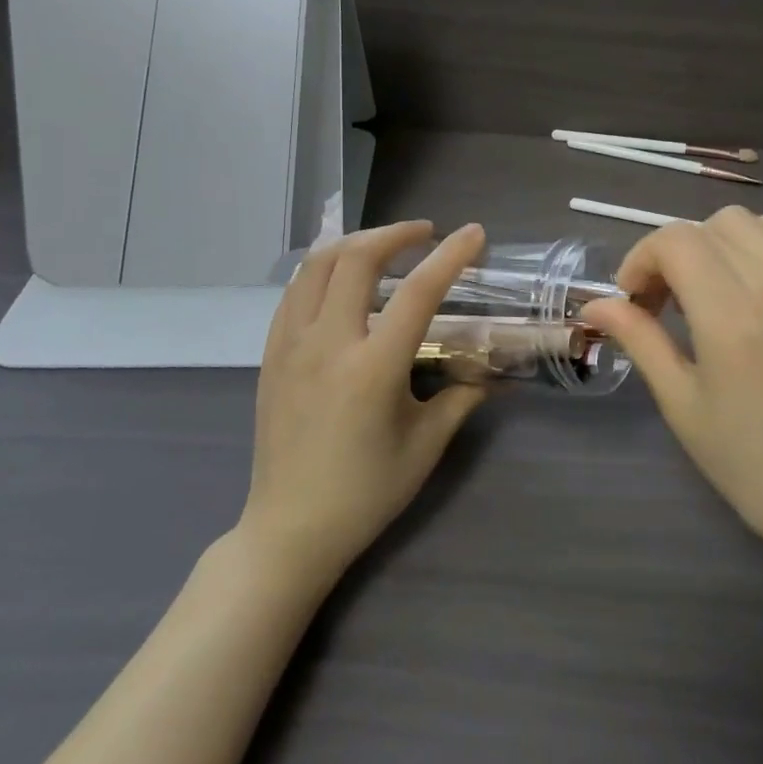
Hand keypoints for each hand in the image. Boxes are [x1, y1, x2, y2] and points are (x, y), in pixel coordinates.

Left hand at [242, 221, 489, 583]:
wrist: (291, 529)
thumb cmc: (366, 493)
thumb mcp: (425, 446)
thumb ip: (461, 398)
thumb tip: (491, 372)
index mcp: (373, 368)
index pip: (418, 292)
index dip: (451, 256)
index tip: (474, 234)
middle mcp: (328, 344)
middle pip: (356, 258)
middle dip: (395, 234)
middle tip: (424, 234)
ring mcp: (291, 346)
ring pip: (316, 265)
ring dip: (354, 244)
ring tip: (383, 247)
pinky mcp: (271, 354)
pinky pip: (294, 292)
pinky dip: (322, 271)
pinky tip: (341, 281)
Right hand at [581, 207, 762, 574]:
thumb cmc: (748, 461)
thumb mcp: (681, 403)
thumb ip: (639, 340)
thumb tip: (595, 306)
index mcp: (732, 317)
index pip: (677, 241)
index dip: (641, 260)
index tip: (632, 301)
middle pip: (708, 225)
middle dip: (670, 252)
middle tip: (660, 303)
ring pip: (747, 222)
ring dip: (710, 243)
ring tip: (698, 292)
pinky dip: (746, 248)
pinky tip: (736, 294)